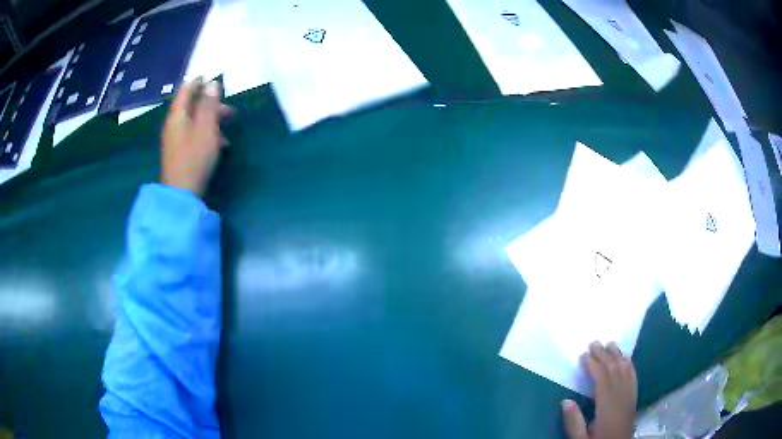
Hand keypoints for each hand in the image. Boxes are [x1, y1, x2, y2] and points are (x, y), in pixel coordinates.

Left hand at [161, 78, 231, 196]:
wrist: (181, 195)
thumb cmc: (194, 158)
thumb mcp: (206, 128)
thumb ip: (209, 105)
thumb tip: (213, 83)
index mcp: (177, 116)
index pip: (186, 91)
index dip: (198, 82)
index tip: (210, 77)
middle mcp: (173, 125)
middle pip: (191, 107)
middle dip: (209, 104)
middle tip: (229, 109)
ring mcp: (174, 140)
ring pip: (193, 122)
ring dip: (210, 120)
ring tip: (226, 129)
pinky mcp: (178, 153)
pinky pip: (192, 135)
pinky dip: (205, 133)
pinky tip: (218, 144)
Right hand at [562, 342, 636, 438]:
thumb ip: (574, 422)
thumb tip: (565, 400)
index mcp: (607, 406)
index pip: (602, 379)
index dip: (593, 365)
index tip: (584, 354)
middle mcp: (621, 397)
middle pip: (614, 370)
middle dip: (604, 355)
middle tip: (594, 342)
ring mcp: (630, 397)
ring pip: (625, 370)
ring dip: (618, 356)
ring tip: (610, 343)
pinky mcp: (634, 399)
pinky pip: (633, 377)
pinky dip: (629, 365)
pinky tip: (626, 359)